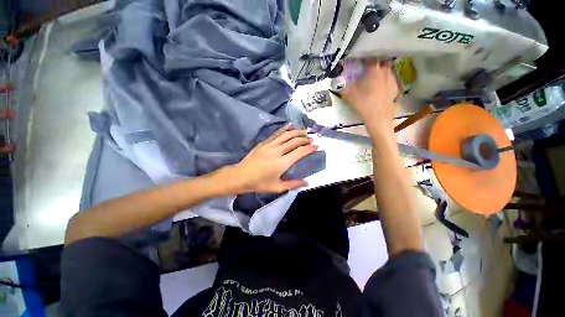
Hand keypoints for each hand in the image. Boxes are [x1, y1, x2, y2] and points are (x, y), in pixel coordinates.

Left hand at [229, 124, 316, 193]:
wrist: (241, 176)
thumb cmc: (259, 183)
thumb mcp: (277, 187)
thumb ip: (293, 184)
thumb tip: (306, 183)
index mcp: (282, 163)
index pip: (299, 152)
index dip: (309, 148)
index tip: (316, 146)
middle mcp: (277, 151)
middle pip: (294, 141)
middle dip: (305, 139)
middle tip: (311, 139)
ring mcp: (270, 145)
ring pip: (286, 135)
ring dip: (297, 132)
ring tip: (304, 131)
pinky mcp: (264, 142)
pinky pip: (276, 133)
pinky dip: (284, 129)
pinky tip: (290, 126)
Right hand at [342, 60, 398, 132]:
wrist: (378, 117)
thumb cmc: (363, 103)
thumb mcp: (348, 94)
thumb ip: (342, 85)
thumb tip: (336, 80)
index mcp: (373, 69)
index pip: (370, 57)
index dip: (365, 58)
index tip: (360, 61)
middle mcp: (385, 70)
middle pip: (381, 62)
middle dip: (375, 64)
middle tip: (368, 70)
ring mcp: (392, 79)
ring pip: (387, 70)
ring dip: (381, 72)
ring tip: (374, 79)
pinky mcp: (395, 88)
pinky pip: (390, 80)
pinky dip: (385, 81)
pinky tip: (381, 88)